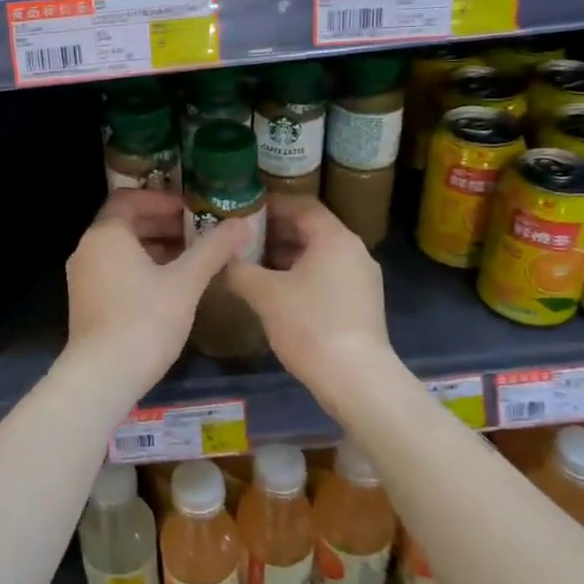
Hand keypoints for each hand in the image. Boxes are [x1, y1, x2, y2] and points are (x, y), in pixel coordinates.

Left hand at [65, 189, 253, 392]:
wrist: (103, 377)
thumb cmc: (145, 321)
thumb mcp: (185, 282)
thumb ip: (212, 250)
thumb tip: (242, 224)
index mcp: (106, 235)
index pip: (129, 199)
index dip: (162, 199)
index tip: (191, 209)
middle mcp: (88, 249)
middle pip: (125, 223)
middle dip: (163, 224)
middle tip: (198, 232)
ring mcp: (83, 277)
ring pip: (121, 249)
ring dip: (155, 247)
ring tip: (191, 259)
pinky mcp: (86, 302)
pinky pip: (115, 270)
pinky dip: (141, 268)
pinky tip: (170, 287)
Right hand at [226, 195, 396, 398]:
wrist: (356, 379)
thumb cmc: (310, 324)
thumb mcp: (265, 294)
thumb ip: (239, 270)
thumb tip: (221, 258)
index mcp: (334, 238)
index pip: (302, 205)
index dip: (271, 204)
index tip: (243, 209)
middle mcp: (354, 251)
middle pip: (311, 229)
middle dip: (275, 231)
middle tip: (241, 237)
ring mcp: (362, 278)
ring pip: (319, 254)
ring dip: (286, 255)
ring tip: (252, 263)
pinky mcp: (361, 303)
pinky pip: (327, 275)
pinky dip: (301, 274)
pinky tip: (276, 291)